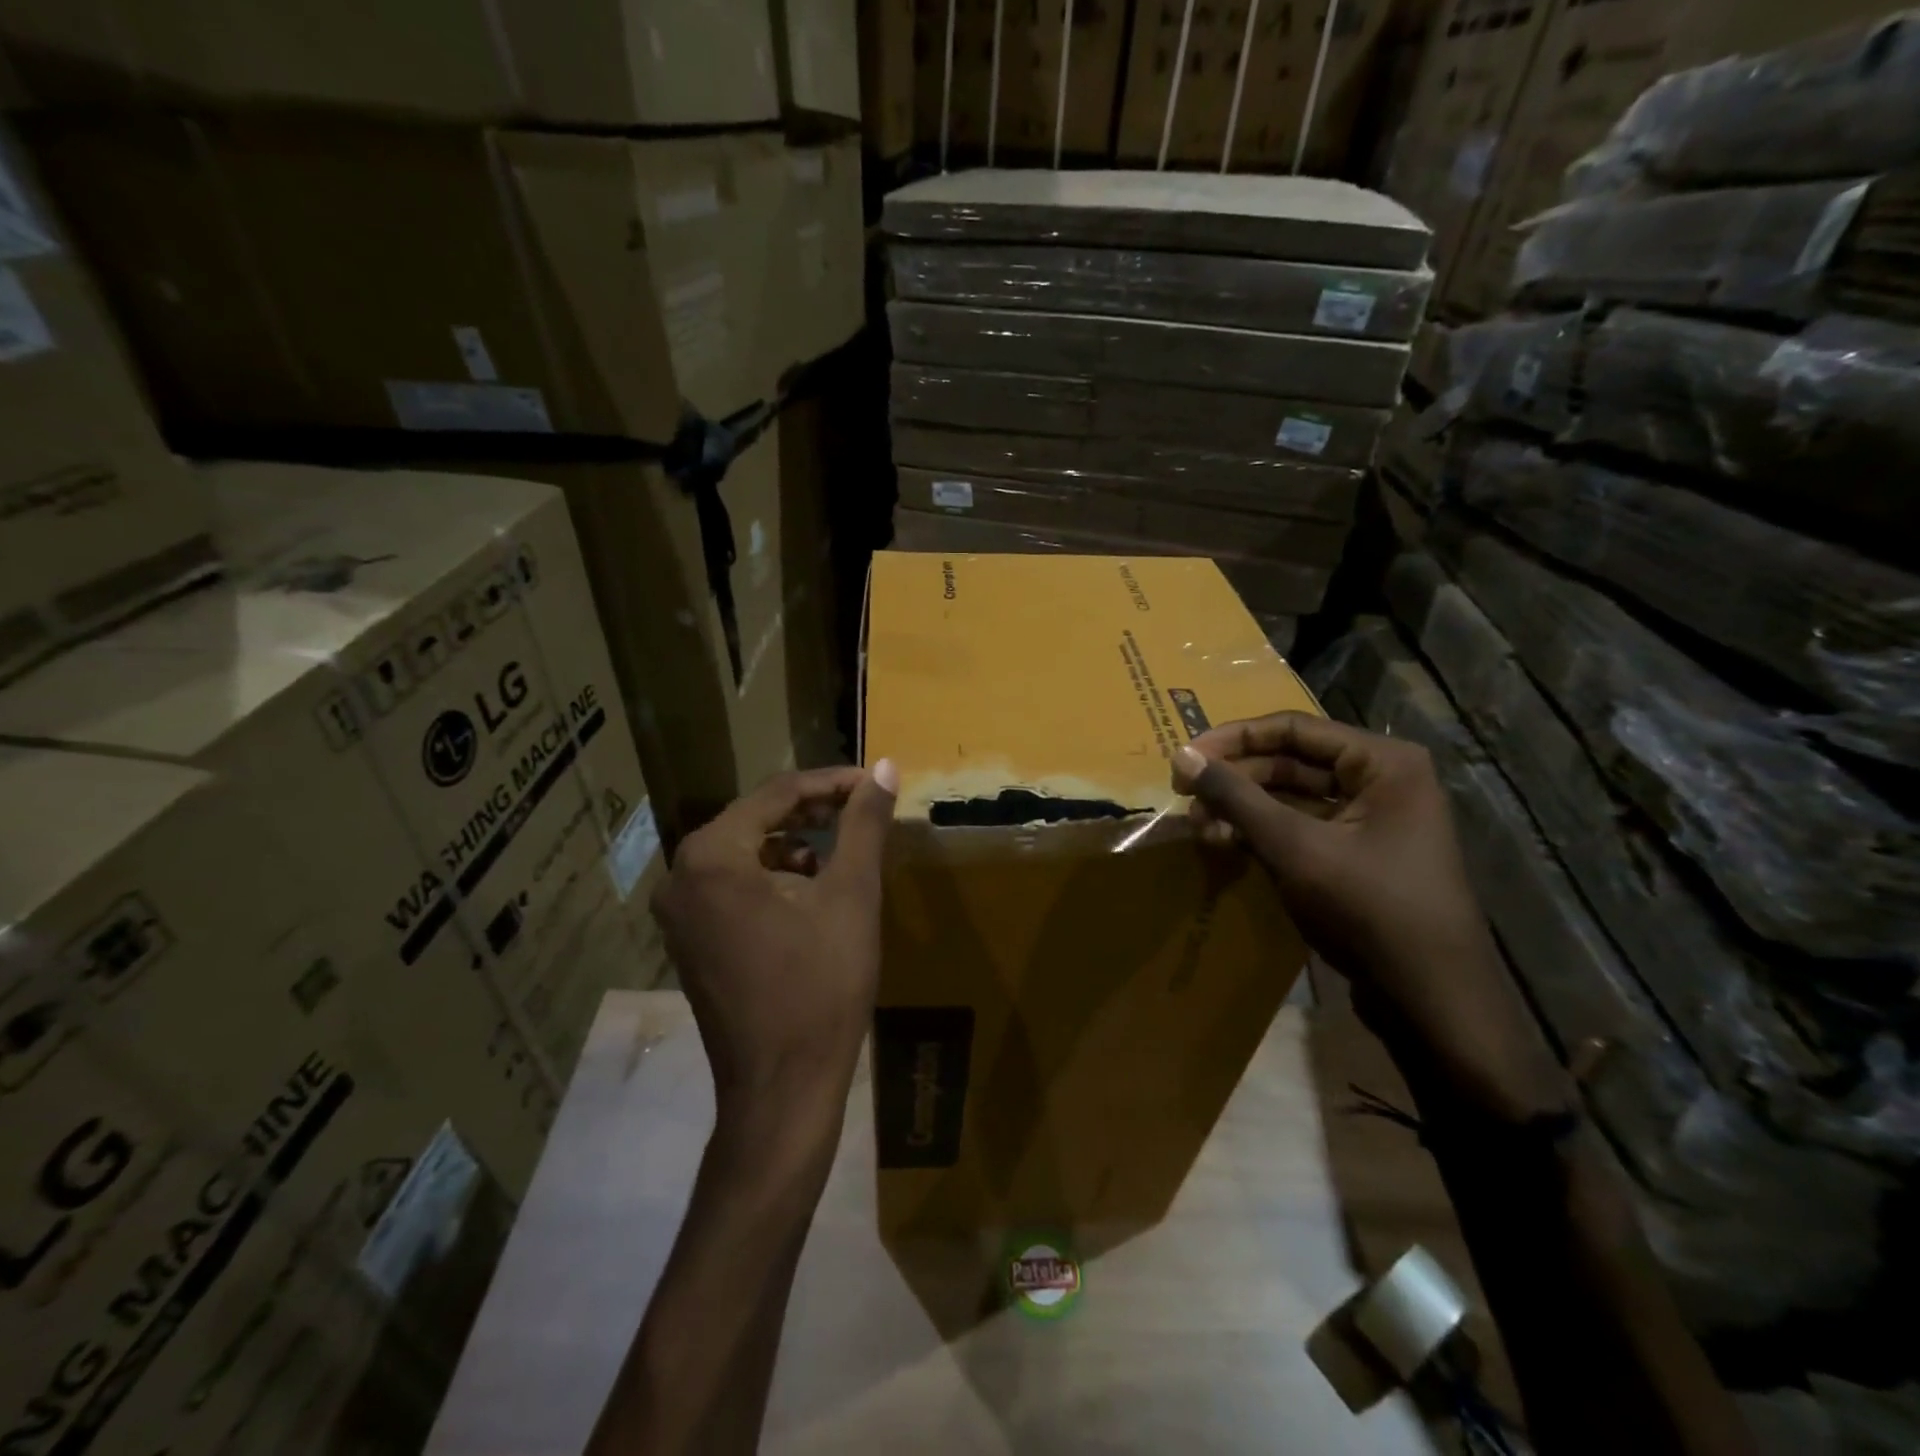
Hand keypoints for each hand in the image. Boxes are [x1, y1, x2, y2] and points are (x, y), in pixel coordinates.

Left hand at [654, 763, 898, 1126]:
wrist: (783, 1089)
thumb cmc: (820, 986)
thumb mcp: (851, 896)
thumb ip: (864, 825)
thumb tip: (884, 767)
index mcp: (712, 856)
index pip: (777, 794)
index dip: (831, 783)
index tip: (873, 783)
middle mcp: (681, 877)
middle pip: (755, 819)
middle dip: (811, 810)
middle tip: (861, 808)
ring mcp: (679, 913)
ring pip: (744, 852)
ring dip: (792, 842)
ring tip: (839, 848)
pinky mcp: (689, 941)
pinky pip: (731, 886)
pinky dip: (772, 876)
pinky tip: (809, 889)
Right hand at [1172, 714, 1568, 1122]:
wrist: (1432, 1000)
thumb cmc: (1369, 908)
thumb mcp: (1295, 847)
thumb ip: (1237, 797)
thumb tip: (1182, 756)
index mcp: (1382, 762)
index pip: (1292, 728)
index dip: (1232, 739)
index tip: (1183, 759)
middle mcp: (1380, 780)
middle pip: (1290, 761)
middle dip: (1235, 781)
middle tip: (1186, 801)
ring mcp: (1371, 819)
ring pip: (1291, 797)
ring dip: (1243, 810)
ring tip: (1201, 830)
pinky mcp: (1359, 854)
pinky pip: (1301, 827)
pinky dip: (1263, 834)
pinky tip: (1227, 847)